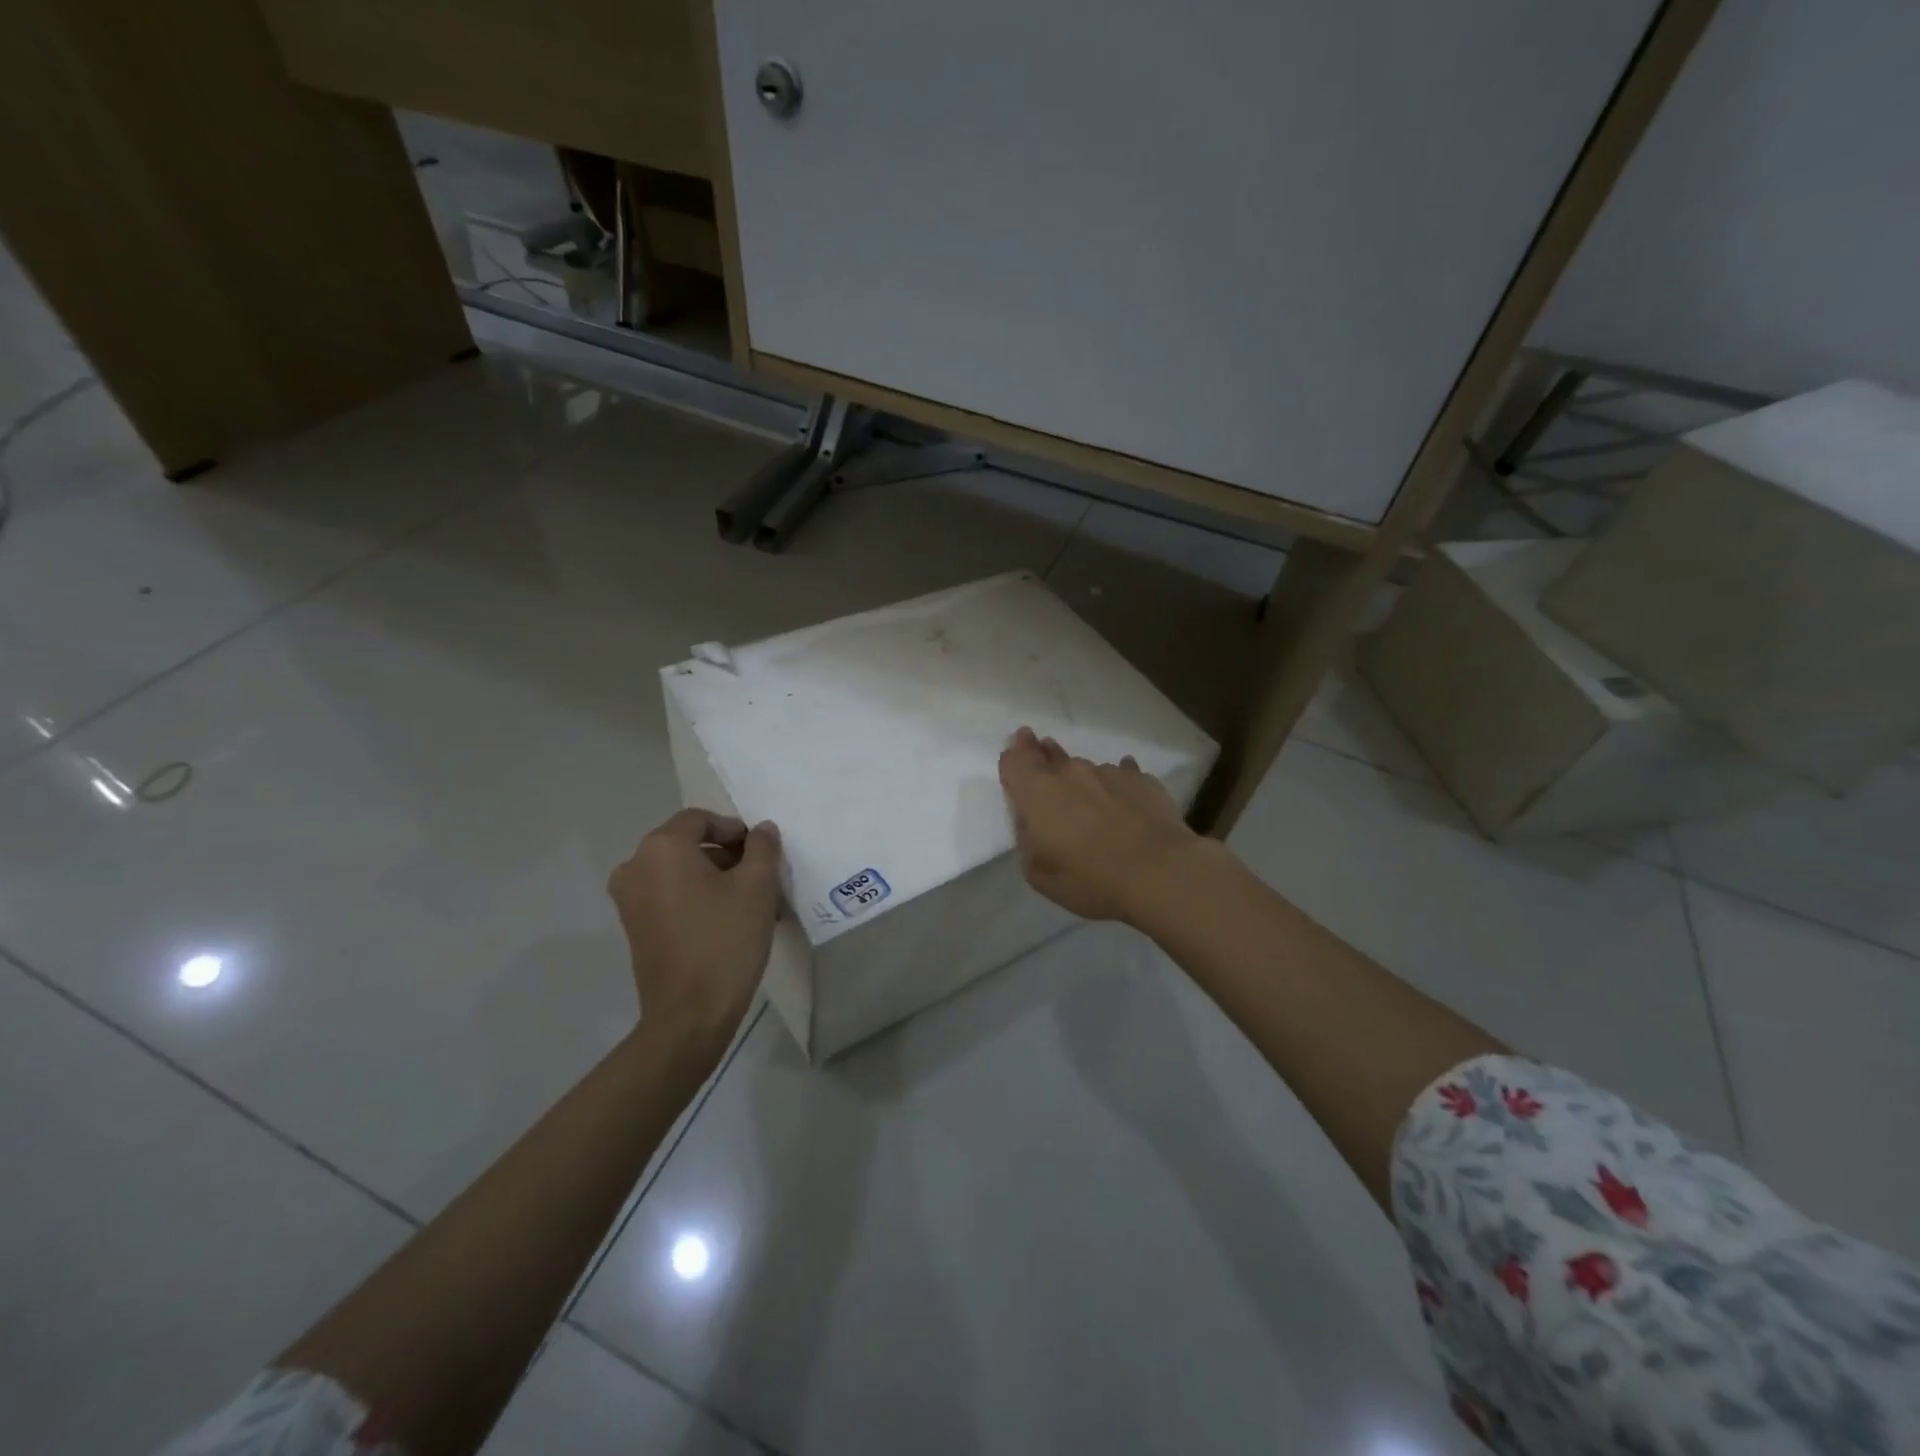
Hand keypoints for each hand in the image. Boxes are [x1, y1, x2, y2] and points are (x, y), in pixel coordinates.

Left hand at [607, 809, 782, 1062]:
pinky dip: (697, 897)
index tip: (762, 853)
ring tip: (751, 902)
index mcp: (661, 847)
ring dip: (716, 878)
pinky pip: (669, 895)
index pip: (701, 819)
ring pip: (680, 871)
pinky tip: (728, 920)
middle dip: (728, 855)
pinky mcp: (634, 926)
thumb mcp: (758, 886)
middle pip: (688, 844)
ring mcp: (629, 898)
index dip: (735, 830)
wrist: (689, 1015)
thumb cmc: (725, 940)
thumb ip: (763, 848)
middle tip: (762, 877)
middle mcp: (635, 865)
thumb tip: (762, 830)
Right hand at [997, 727, 1208, 922]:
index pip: (1016, 760)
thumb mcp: (1038, 873)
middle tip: (1043, 751)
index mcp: (1038, 793)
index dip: (1013, 755)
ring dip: (1081, 778)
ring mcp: (1109, 772)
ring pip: (1086, 768)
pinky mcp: (1142, 780)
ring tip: (1089, 799)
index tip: (1017, 748)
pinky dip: (1116, 786)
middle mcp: (1070, 773)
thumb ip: (1027, 839)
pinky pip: (1122, 775)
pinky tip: (1123, 799)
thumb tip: (1031, 820)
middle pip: (1050, 755)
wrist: (1160, 873)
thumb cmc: (1090, 878)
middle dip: (1043, 753)